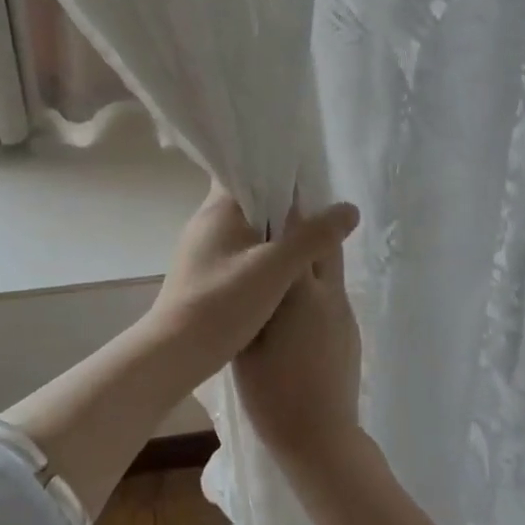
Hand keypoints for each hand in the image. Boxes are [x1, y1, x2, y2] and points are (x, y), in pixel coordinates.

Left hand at [145, 184, 358, 374]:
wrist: (175, 353)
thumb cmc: (222, 302)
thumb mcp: (276, 269)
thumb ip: (313, 237)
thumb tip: (349, 209)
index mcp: (218, 209)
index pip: (246, 171)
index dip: (276, 171)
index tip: (307, 179)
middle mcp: (205, 222)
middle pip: (249, 200)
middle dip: (282, 205)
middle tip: (317, 212)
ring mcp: (200, 249)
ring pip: (244, 229)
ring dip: (272, 233)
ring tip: (307, 240)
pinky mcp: (202, 274)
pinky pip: (237, 253)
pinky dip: (260, 255)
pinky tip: (282, 272)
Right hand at [231, 204, 364, 467]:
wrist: (321, 438)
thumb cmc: (272, 391)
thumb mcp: (248, 341)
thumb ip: (252, 300)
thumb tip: (250, 272)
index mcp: (299, 292)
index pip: (297, 234)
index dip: (285, 209)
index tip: (270, 191)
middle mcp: (329, 292)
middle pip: (325, 240)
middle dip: (307, 221)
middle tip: (279, 215)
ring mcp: (344, 310)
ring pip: (331, 265)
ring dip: (312, 250)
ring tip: (282, 253)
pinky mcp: (350, 328)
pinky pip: (332, 290)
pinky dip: (316, 280)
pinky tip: (294, 297)